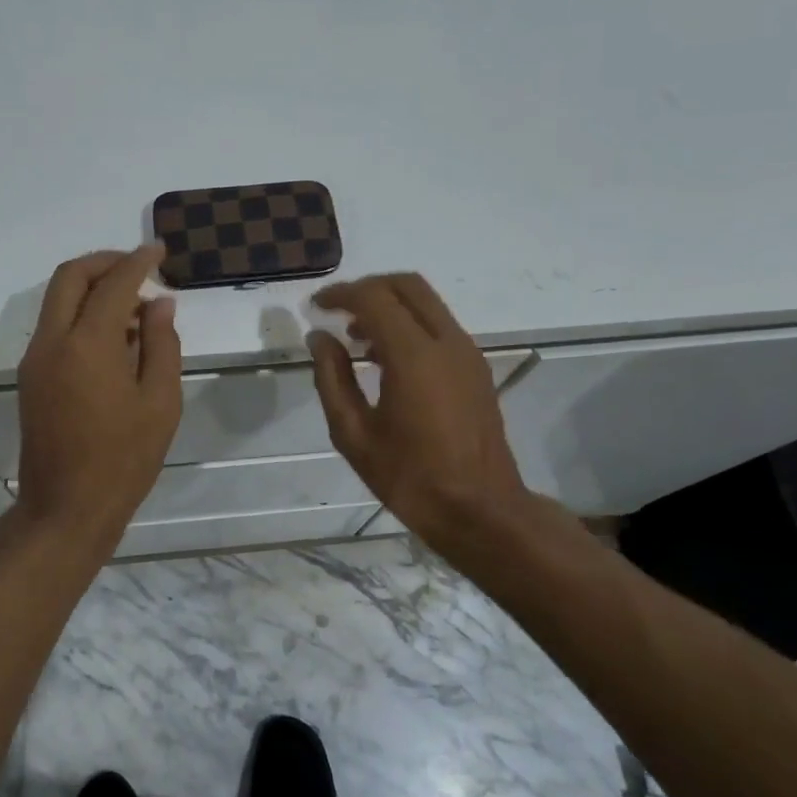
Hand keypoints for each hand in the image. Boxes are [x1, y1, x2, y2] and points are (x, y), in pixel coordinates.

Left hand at [15, 245, 181, 545]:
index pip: (114, 284)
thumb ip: (162, 344)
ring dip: (92, 289)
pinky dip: (81, 314)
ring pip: (57, 299)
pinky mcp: (30, 376)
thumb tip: (159, 304)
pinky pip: (55, 326)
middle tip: (138, 267)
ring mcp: (35, 358)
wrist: (66, 508)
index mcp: (88, 344)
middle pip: (70, 276)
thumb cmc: (124, 459)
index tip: (159, 251)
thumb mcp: (160, 402)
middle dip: (105, 262)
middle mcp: (52, 341)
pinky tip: (114, 338)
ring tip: (135, 309)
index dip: (138, 261)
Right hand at [308, 273, 533, 550]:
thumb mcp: (354, 434)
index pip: (374, 298)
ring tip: (356, 338)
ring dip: (389, 306)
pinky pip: (438, 325)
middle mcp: (446, 342)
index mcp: (414, 356)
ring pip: (426, 302)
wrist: (481, 511)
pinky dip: (409, 323)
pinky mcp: (476, 367)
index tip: (316, 307)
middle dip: (368, 288)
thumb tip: (319, 338)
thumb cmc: (411, 478)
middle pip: (407, 285)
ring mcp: (467, 352)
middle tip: (337, 311)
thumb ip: (332, 378)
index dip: (340, 295)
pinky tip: (386, 359)